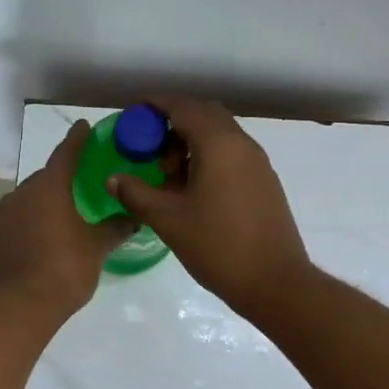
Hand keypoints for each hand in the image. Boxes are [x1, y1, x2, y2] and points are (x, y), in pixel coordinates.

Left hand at [0, 120, 134, 317]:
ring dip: (34, 215)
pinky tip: (26, 258)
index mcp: (48, 189)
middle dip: (56, 187)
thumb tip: (134, 217)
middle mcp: (17, 197)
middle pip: (41, 184)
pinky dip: (16, 240)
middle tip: (74, 196)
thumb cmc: (62, 270)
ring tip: (51, 233)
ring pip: (19, 210)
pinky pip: (4, 236)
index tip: (82, 127)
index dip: (76, 140)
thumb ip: (114, 230)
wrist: (13, 309)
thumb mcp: (96, 250)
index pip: (65, 155)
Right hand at [107, 98, 312, 319]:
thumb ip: (137, 193)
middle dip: (173, 122)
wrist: (275, 282)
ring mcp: (257, 162)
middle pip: (204, 115)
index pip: (183, 107)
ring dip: (191, 142)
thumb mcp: (168, 220)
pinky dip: (208, 157)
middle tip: (149, 147)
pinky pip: (231, 153)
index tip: (133, 112)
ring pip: (219, 134)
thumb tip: (113, 178)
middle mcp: (242, 144)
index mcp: (219, 144)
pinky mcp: (264, 181)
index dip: (155, 105)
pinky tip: (192, 189)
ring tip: (168, 175)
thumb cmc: (218, 246)